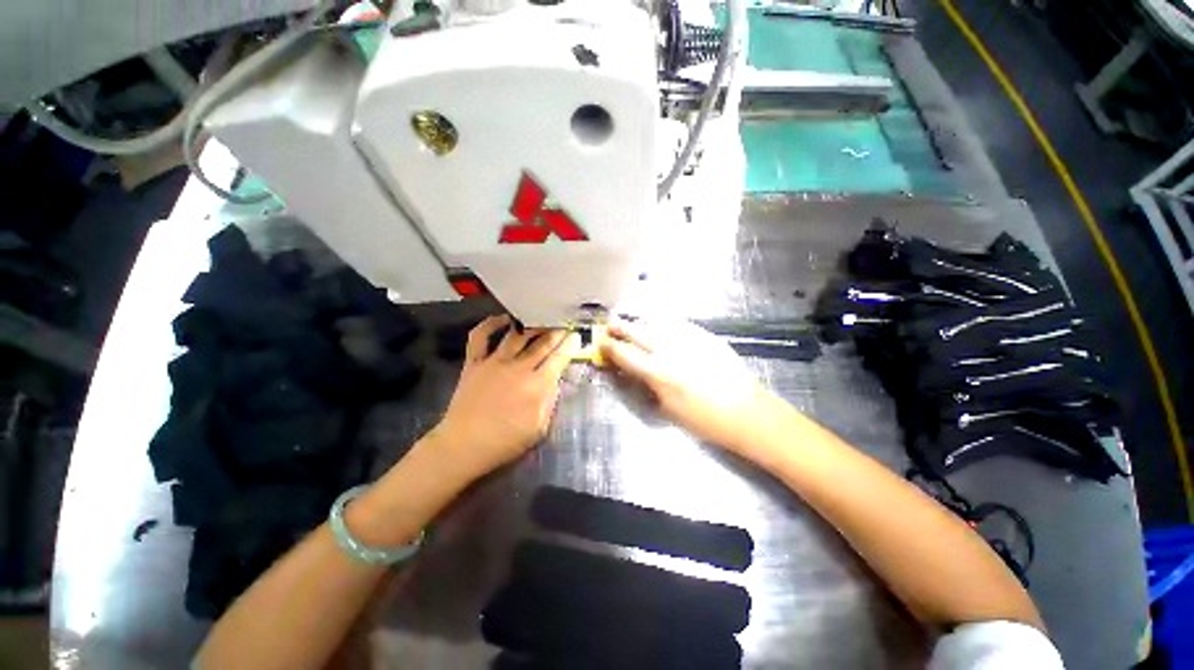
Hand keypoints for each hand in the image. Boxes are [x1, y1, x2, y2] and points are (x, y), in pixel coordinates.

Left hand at [430, 315, 581, 479]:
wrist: (463, 446)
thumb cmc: (505, 442)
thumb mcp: (538, 428)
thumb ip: (550, 401)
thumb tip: (556, 380)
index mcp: (536, 385)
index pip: (559, 358)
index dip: (570, 345)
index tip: (576, 336)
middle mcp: (518, 367)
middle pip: (542, 343)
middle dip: (557, 332)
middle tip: (564, 325)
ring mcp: (494, 362)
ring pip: (517, 335)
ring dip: (532, 326)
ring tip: (542, 320)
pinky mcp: (474, 362)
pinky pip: (480, 336)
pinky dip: (490, 324)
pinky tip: (503, 319)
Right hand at [599, 319, 775, 451]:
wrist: (745, 411)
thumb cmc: (703, 419)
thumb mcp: (667, 409)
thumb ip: (647, 386)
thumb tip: (633, 373)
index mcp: (657, 372)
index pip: (625, 354)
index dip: (610, 348)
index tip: (601, 343)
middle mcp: (669, 350)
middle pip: (637, 332)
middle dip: (620, 328)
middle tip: (610, 326)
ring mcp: (687, 339)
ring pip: (656, 323)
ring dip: (640, 323)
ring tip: (633, 324)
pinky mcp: (703, 335)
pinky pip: (677, 324)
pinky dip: (663, 324)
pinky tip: (660, 326)